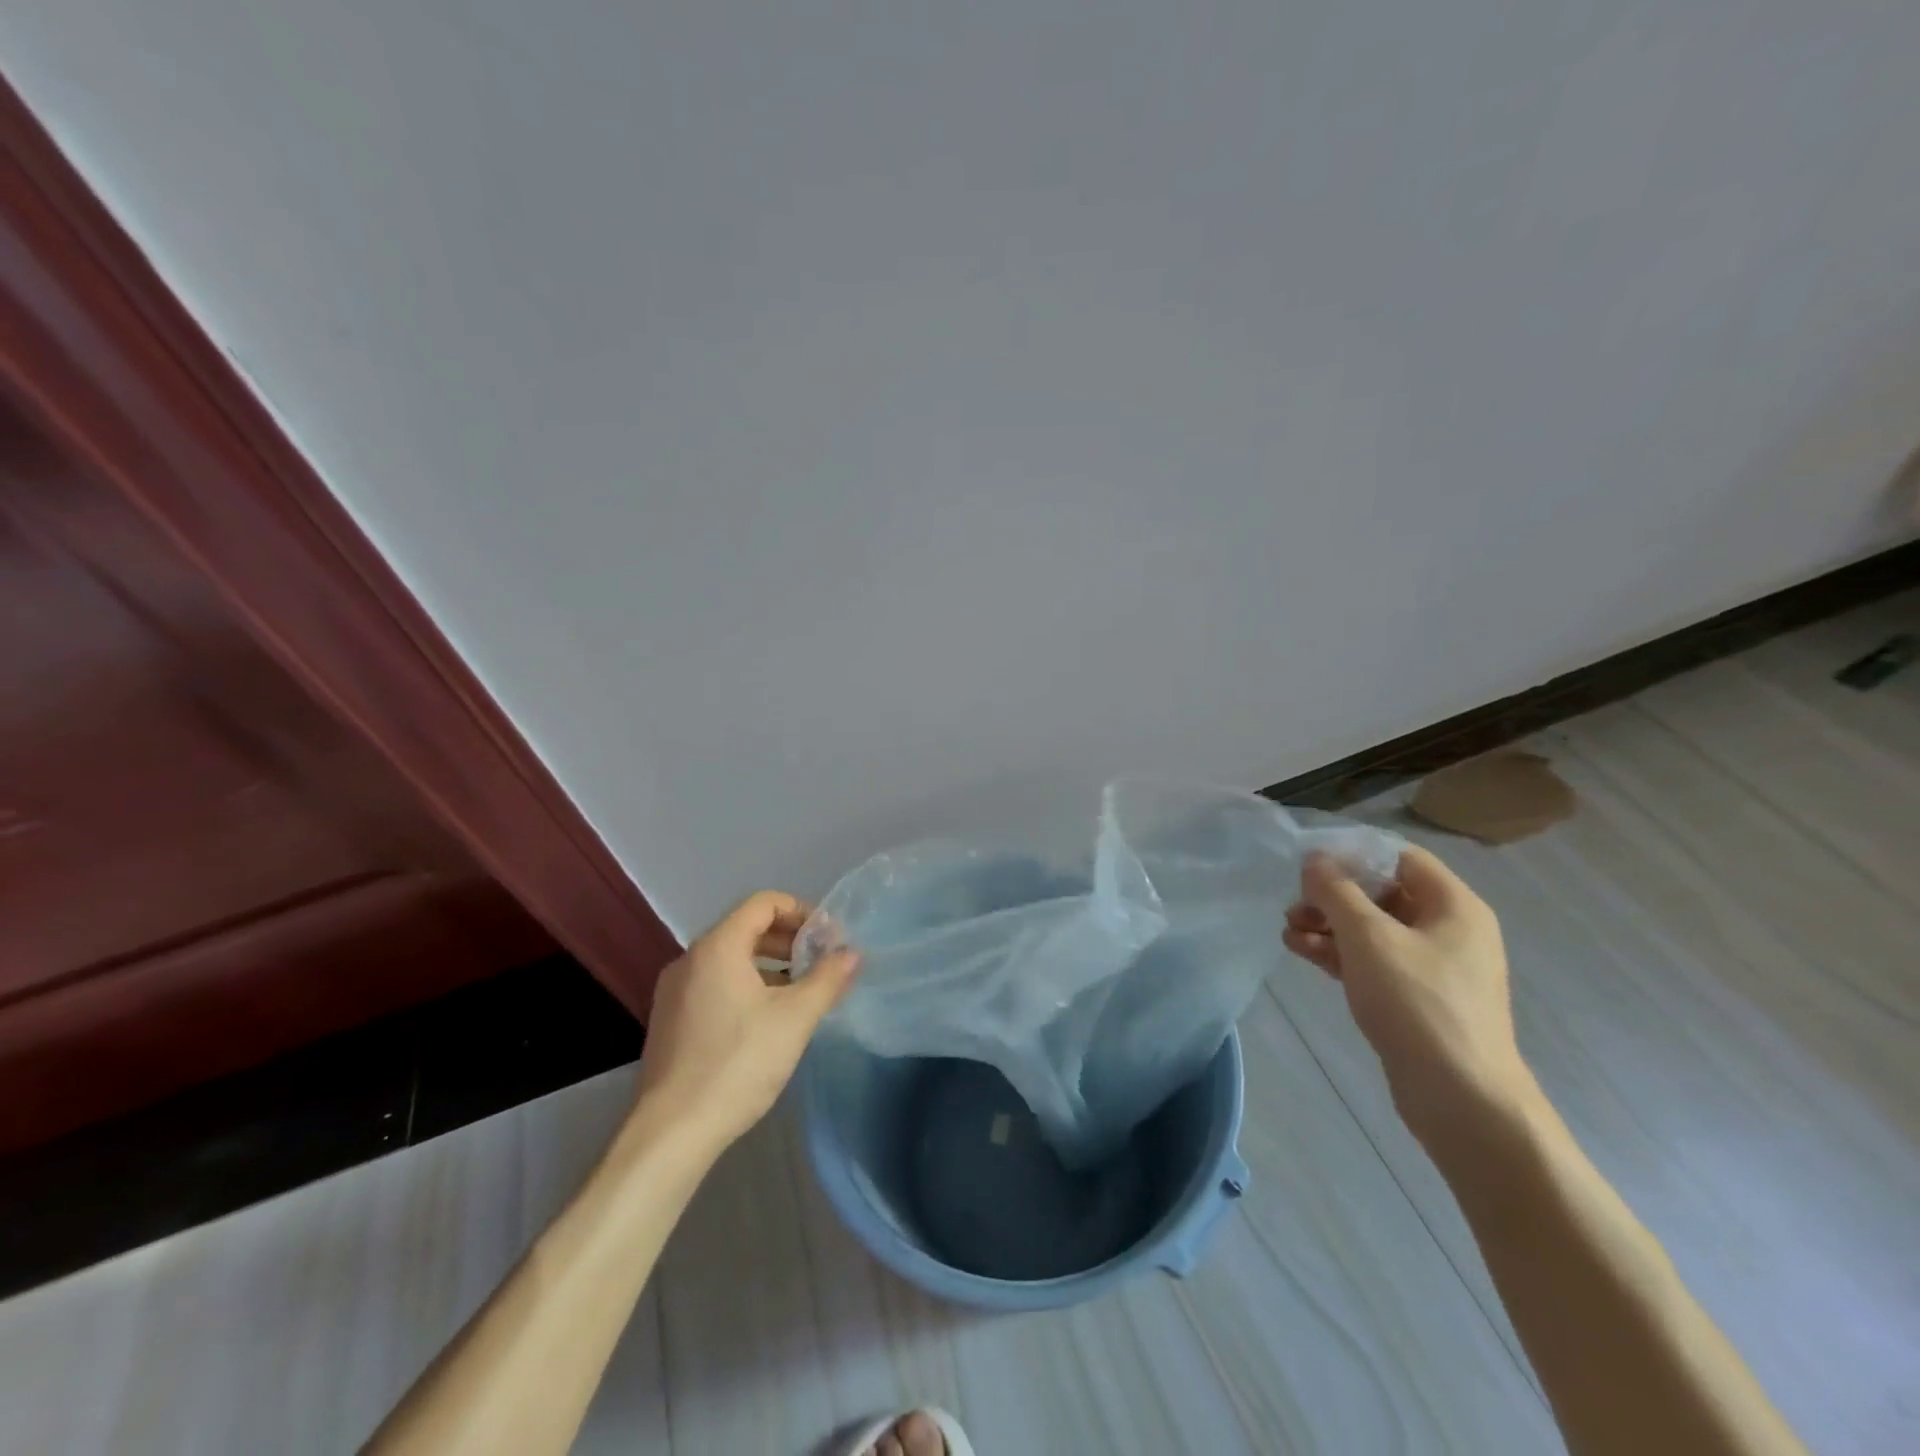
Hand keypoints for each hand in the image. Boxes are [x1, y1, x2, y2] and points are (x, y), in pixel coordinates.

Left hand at [633, 892, 860, 1152]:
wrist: (672, 1132)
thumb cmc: (738, 1064)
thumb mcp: (795, 1018)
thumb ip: (827, 979)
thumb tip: (852, 954)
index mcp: (718, 947)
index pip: (763, 903)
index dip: (801, 911)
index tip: (828, 938)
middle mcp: (690, 959)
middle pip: (746, 928)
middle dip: (788, 940)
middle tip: (820, 963)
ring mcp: (674, 990)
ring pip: (730, 959)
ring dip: (769, 965)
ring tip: (800, 992)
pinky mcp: (669, 1020)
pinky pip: (714, 984)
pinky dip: (745, 986)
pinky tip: (766, 1020)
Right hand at [1284, 845, 1537, 1149]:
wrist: (1462, 1099)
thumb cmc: (1418, 1003)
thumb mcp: (1368, 937)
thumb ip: (1336, 891)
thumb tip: (1315, 860)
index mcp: (1454, 905)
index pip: (1399, 857)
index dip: (1353, 853)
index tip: (1309, 862)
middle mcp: (1449, 929)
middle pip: (1382, 893)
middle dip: (1333, 895)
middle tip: (1293, 904)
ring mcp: (1433, 966)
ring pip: (1373, 929)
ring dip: (1329, 925)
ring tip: (1288, 930)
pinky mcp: (1415, 998)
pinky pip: (1373, 961)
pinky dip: (1339, 953)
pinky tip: (1301, 951)